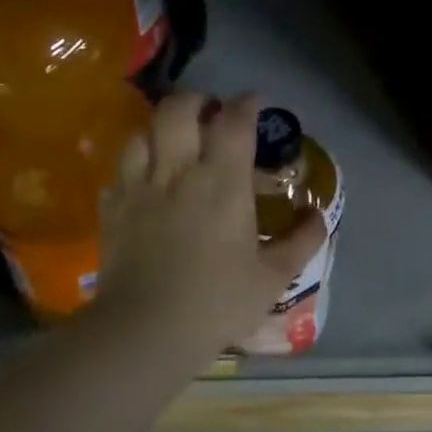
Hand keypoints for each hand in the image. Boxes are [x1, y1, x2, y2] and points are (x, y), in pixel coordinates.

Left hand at [97, 93, 326, 352]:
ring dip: (160, 128)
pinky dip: (134, 166)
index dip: (246, 104)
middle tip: (210, 112)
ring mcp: (139, 188)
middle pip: (178, 110)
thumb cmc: (217, 301)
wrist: (146, 330)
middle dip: (196, 100)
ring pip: (142, 132)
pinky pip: (119, 171)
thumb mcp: (273, 277)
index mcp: (222, 182)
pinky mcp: (113, 210)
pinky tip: (144, 181)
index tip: (254, 102)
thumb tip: (319, 217)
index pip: (234, 122)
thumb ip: (301, 241)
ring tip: (173, 140)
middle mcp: (179, 172)